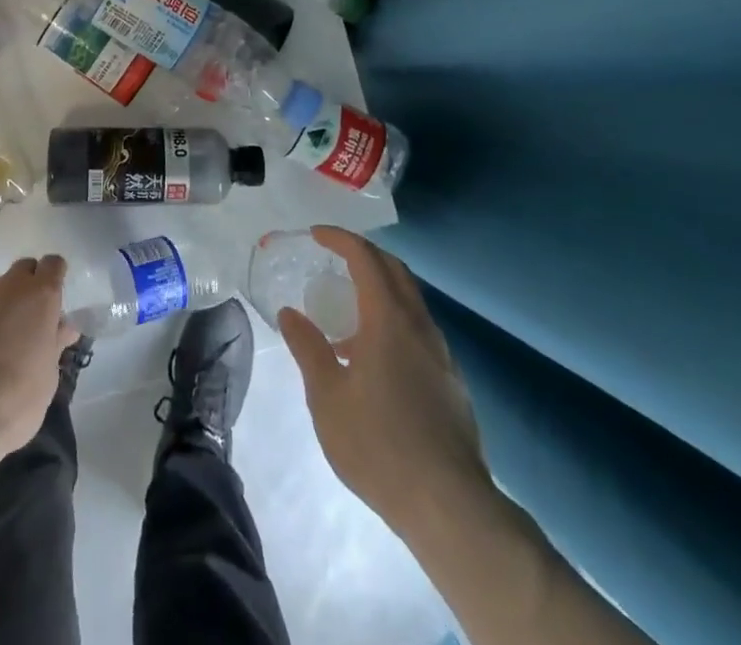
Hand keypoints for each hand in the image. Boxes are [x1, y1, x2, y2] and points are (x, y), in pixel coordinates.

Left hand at [0, 255, 77, 471]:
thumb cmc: (16, 399)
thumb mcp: (48, 377)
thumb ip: (55, 343)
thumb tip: (63, 327)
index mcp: (40, 296)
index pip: (53, 265)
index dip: (55, 278)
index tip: (54, 303)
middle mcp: (8, 288)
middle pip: (23, 270)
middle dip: (28, 288)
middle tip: (29, 323)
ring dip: (1, 308)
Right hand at [279, 226, 489, 529]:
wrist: (450, 506)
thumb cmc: (379, 445)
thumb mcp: (327, 398)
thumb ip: (308, 348)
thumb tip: (290, 313)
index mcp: (388, 320)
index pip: (365, 258)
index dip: (340, 239)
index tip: (316, 234)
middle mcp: (419, 326)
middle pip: (394, 270)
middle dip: (364, 254)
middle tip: (333, 257)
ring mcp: (441, 354)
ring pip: (410, 300)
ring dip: (380, 289)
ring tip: (347, 313)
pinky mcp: (451, 381)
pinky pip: (419, 330)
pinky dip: (393, 320)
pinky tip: (374, 357)